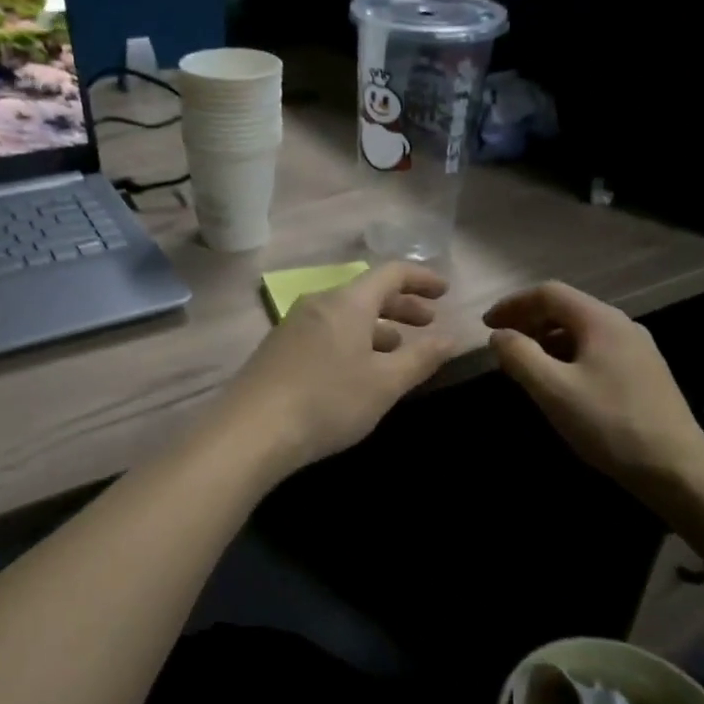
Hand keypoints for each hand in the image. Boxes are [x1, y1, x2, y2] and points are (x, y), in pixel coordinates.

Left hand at [215, 262, 456, 480]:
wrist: (251, 431)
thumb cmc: (328, 401)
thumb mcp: (385, 383)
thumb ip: (421, 358)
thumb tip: (451, 338)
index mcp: (347, 302)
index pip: (390, 273)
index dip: (421, 278)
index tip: (445, 292)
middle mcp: (319, 303)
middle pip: (366, 292)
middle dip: (401, 305)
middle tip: (427, 322)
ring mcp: (294, 324)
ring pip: (345, 314)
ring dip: (377, 326)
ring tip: (398, 349)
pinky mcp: (278, 348)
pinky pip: (326, 331)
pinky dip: (352, 339)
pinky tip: (357, 369)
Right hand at [484, 281, 703, 497]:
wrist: (678, 469)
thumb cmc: (609, 424)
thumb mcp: (552, 390)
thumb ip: (519, 356)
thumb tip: (499, 336)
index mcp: (601, 320)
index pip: (548, 293)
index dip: (513, 305)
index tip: (486, 325)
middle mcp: (622, 325)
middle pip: (566, 308)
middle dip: (529, 321)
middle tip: (502, 345)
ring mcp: (638, 349)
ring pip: (582, 331)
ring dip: (547, 340)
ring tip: (525, 365)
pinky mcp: (645, 373)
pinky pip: (596, 350)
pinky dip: (568, 355)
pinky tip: (560, 383)